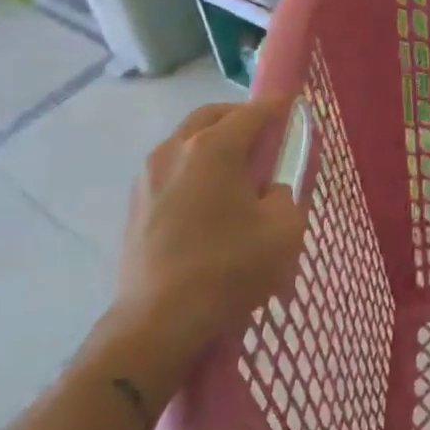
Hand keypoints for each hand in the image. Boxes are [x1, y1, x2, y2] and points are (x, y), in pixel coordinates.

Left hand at [100, 99, 306, 377]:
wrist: (157, 323)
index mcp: (215, 147)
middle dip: (240, 117)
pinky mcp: (135, 201)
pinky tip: (205, 198)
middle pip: (213, 115)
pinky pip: (170, 166)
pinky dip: (191, 166)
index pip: (254, 111)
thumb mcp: (283, 231)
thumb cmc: (228, 270)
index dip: (278, 107)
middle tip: (263, 136)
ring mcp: (150, 174)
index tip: (294, 107)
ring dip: (212, 141)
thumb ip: (287, 194)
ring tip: (233, 170)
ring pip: (186, 138)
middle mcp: (177, 148)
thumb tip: (273, 187)